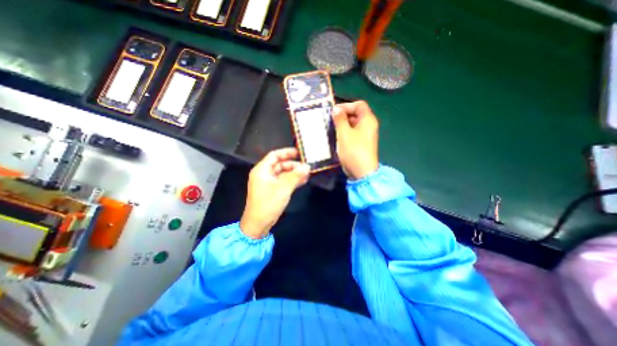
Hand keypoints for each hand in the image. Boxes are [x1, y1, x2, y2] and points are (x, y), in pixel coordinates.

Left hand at [239, 148, 310, 238]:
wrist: (258, 224)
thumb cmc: (268, 203)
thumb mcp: (283, 188)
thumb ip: (296, 176)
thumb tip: (307, 166)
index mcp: (262, 170)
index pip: (274, 155)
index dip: (287, 152)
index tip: (299, 152)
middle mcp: (264, 174)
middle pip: (280, 164)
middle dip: (293, 165)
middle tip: (306, 167)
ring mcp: (269, 183)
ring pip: (283, 174)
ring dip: (294, 173)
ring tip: (307, 174)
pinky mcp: (273, 190)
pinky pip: (283, 182)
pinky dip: (292, 181)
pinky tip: (303, 181)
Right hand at [335, 102, 378, 179]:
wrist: (361, 172)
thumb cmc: (353, 150)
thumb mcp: (344, 133)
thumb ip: (340, 119)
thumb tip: (336, 108)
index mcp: (368, 120)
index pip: (359, 105)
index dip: (346, 105)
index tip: (334, 111)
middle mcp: (369, 125)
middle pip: (356, 114)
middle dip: (343, 115)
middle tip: (330, 120)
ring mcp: (366, 135)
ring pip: (353, 124)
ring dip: (342, 124)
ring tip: (331, 128)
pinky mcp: (361, 143)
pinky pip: (353, 133)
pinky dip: (345, 132)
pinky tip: (336, 136)